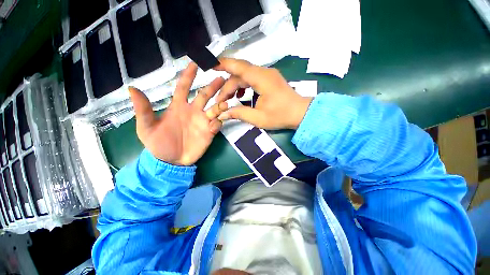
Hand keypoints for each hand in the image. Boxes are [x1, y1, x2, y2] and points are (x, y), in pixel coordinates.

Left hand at [129, 63, 227, 165]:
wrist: (168, 164)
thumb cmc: (156, 143)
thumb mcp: (145, 127)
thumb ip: (142, 108)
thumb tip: (131, 88)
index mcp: (177, 106)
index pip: (184, 87)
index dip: (188, 75)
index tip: (195, 62)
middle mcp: (191, 110)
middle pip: (205, 94)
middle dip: (213, 86)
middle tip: (221, 77)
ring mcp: (201, 121)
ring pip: (215, 107)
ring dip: (220, 102)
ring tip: (224, 100)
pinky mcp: (208, 133)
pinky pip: (217, 124)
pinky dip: (218, 122)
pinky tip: (214, 124)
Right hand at [215, 58, 312, 129]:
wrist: (301, 113)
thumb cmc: (282, 115)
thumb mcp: (259, 118)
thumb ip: (239, 113)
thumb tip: (222, 113)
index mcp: (261, 78)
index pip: (238, 66)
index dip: (223, 64)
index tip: (210, 65)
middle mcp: (263, 72)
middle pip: (239, 72)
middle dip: (226, 83)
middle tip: (219, 99)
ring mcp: (267, 74)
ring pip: (244, 74)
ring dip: (234, 85)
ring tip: (227, 99)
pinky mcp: (269, 78)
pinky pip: (251, 77)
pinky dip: (243, 85)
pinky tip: (239, 96)